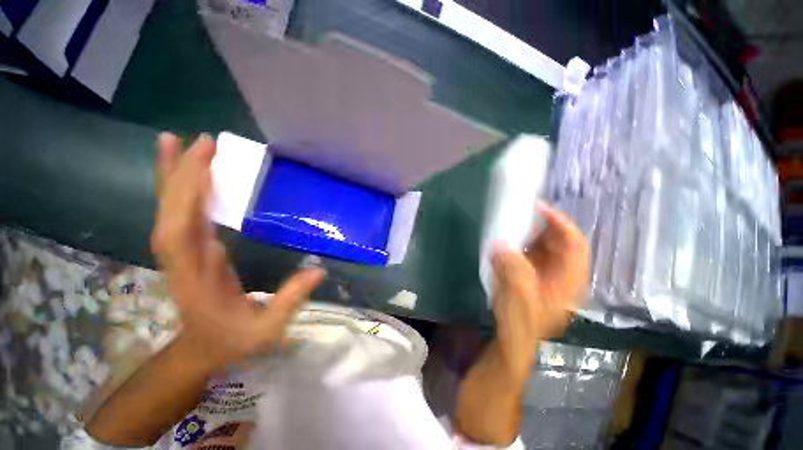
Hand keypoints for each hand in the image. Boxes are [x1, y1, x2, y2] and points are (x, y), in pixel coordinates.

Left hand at [151, 133, 324, 372]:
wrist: (201, 351)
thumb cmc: (233, 341)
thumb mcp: (267, 328)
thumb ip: (291, 300)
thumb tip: (319, 270)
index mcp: (197, 277)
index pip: (183, 230)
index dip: (189, 193)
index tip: (206, 160)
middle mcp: (181, 259)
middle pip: (173, 211)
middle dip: (185, 173)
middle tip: (203, 140)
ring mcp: (180, 253)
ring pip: (169, 209)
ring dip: (173, 176)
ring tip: (176, 142)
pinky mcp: (187, 250)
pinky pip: (178, 214)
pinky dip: (178, 190)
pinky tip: (186, 174)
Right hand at [490, 202, 588, 378]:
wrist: (512, 338)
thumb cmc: (520, 322)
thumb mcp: (518, 296)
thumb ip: (512, 269)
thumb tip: (500, 244)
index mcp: (568, 280)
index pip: (575, 244)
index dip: (561, 224)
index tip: (540, 208)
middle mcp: (562, 273)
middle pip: (559, 242)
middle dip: (542, 226)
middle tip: (521, 213)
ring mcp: (547, 273)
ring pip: (544, 245)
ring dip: (529, 233)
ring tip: (512, 223)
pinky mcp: (533, 274)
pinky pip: (530, 252)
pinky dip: (520, 243)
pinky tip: (507, 240)